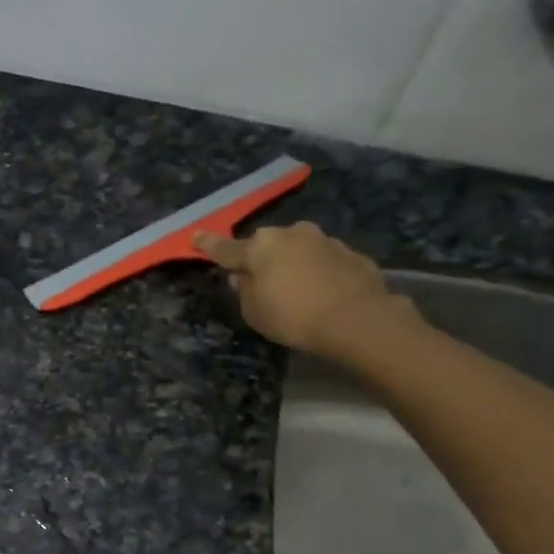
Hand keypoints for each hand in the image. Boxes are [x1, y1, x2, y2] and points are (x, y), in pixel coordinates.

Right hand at [193, 223, 415, 359]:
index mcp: (259, 247)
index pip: (225, 248)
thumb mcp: (254, 312)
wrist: (357, 318)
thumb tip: (241, 277)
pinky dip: (318, 271)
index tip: (196, 237)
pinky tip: (324, 292)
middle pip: (266, 244)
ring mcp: (323, 240)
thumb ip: (243, 290)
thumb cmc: (293, 317)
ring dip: (292, 262)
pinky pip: (324, 260)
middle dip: (260, 257)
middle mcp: (290, 234)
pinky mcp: (350, 253)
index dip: (208, 245)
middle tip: (260, 279)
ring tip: (297, 288)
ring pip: (297, 248)